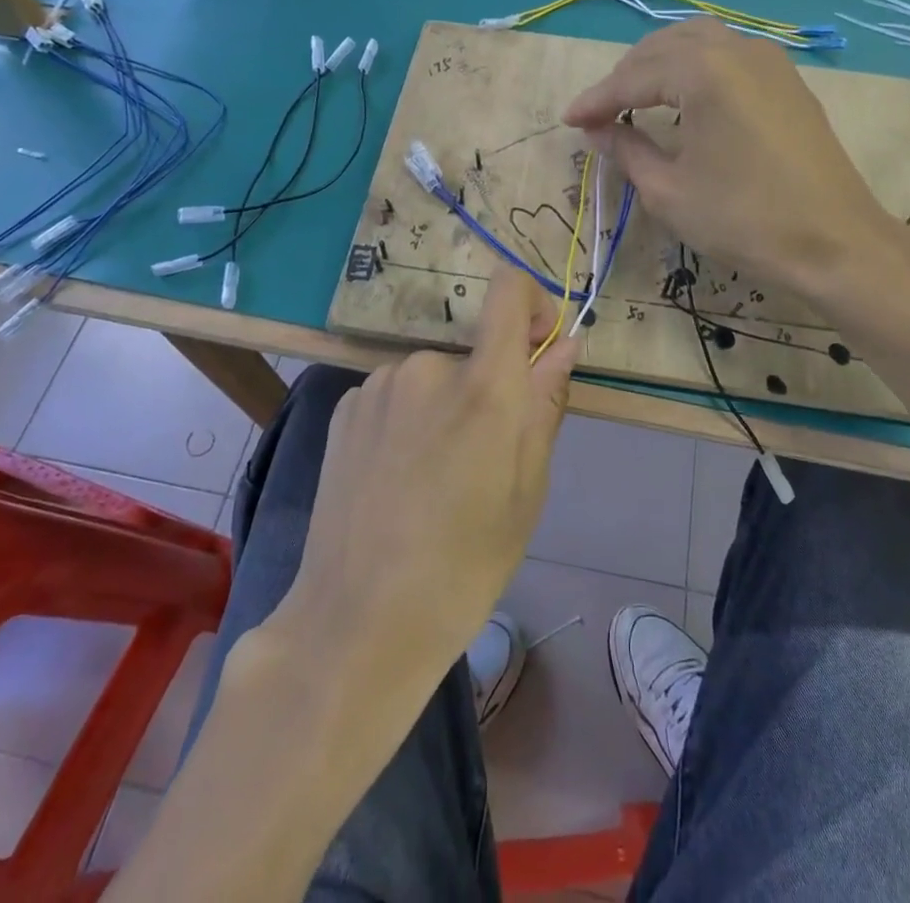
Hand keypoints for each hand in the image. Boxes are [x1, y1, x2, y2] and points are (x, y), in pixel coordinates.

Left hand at [276, 264, 577, 678]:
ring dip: (444, 408)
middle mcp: (427, 366)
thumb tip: (564, 345)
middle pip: (474, 354)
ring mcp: (378, 384)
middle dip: (487, 391)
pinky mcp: (345, 406)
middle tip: (481, 464)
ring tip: (432, 479)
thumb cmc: (464, 565)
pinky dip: (406, 420)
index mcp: (482, 386)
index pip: (508, 290)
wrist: (359, 620)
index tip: (537, 346)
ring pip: (433, 378)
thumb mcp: (527, 490)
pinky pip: (395, 395)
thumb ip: (545, 403)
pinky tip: (395, 478)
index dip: (531, 303)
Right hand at [565, 19, 909, 314]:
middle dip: (626, 75)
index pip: (634, 77)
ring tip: (636, 98)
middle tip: (601, 112)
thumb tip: (599, 131)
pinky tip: (684, 98)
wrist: (835, 242)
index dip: (597, 100)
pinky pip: (727, 55)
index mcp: (704, 71)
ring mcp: (769, 60)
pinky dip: (695, 67)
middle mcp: (737, 49)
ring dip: (660, 63)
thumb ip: (627, 150)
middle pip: (664, 46)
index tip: (569, 121)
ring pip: (699, 41)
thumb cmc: (744, 219)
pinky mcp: (787, 80)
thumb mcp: (669, 191)